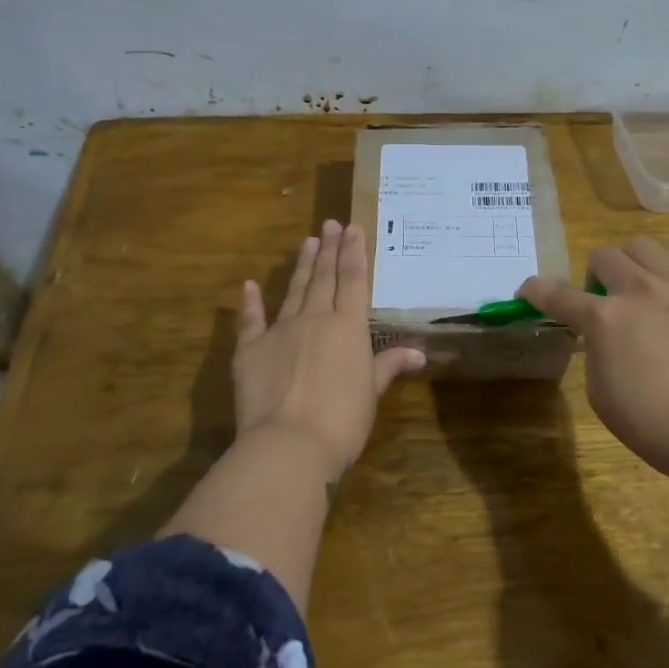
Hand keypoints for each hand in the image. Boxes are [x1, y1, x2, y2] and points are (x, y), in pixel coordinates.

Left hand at [234, 220, 424, 480]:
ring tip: (308, 242)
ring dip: (301, 265)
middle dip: (329, 249)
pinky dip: (250, 302)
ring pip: (294, 290)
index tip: (352, 228)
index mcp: (348, 328)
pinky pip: (251, 320)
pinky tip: (250, 285)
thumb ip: (388, 366)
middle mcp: (315, 319)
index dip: (354, 253)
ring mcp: (280, 330)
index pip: (354, 281)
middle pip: (324, 277)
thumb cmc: (342, 421)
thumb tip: (418, 353)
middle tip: (330, 224)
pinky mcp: (250, 349)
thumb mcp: (371, 394)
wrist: (289, 444)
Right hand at [519, 238, 668, 489]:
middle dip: (594, 277)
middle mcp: (639, 290)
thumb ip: (596, 354)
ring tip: (643, 289)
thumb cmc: (657, 427)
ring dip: (633, 264)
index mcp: (604, 319)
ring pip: (645, 247)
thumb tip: (605, 339)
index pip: (555, 294)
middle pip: (603, 256)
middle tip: (604, 304)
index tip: (528, 292)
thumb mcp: (602, 395)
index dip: (535, 291)